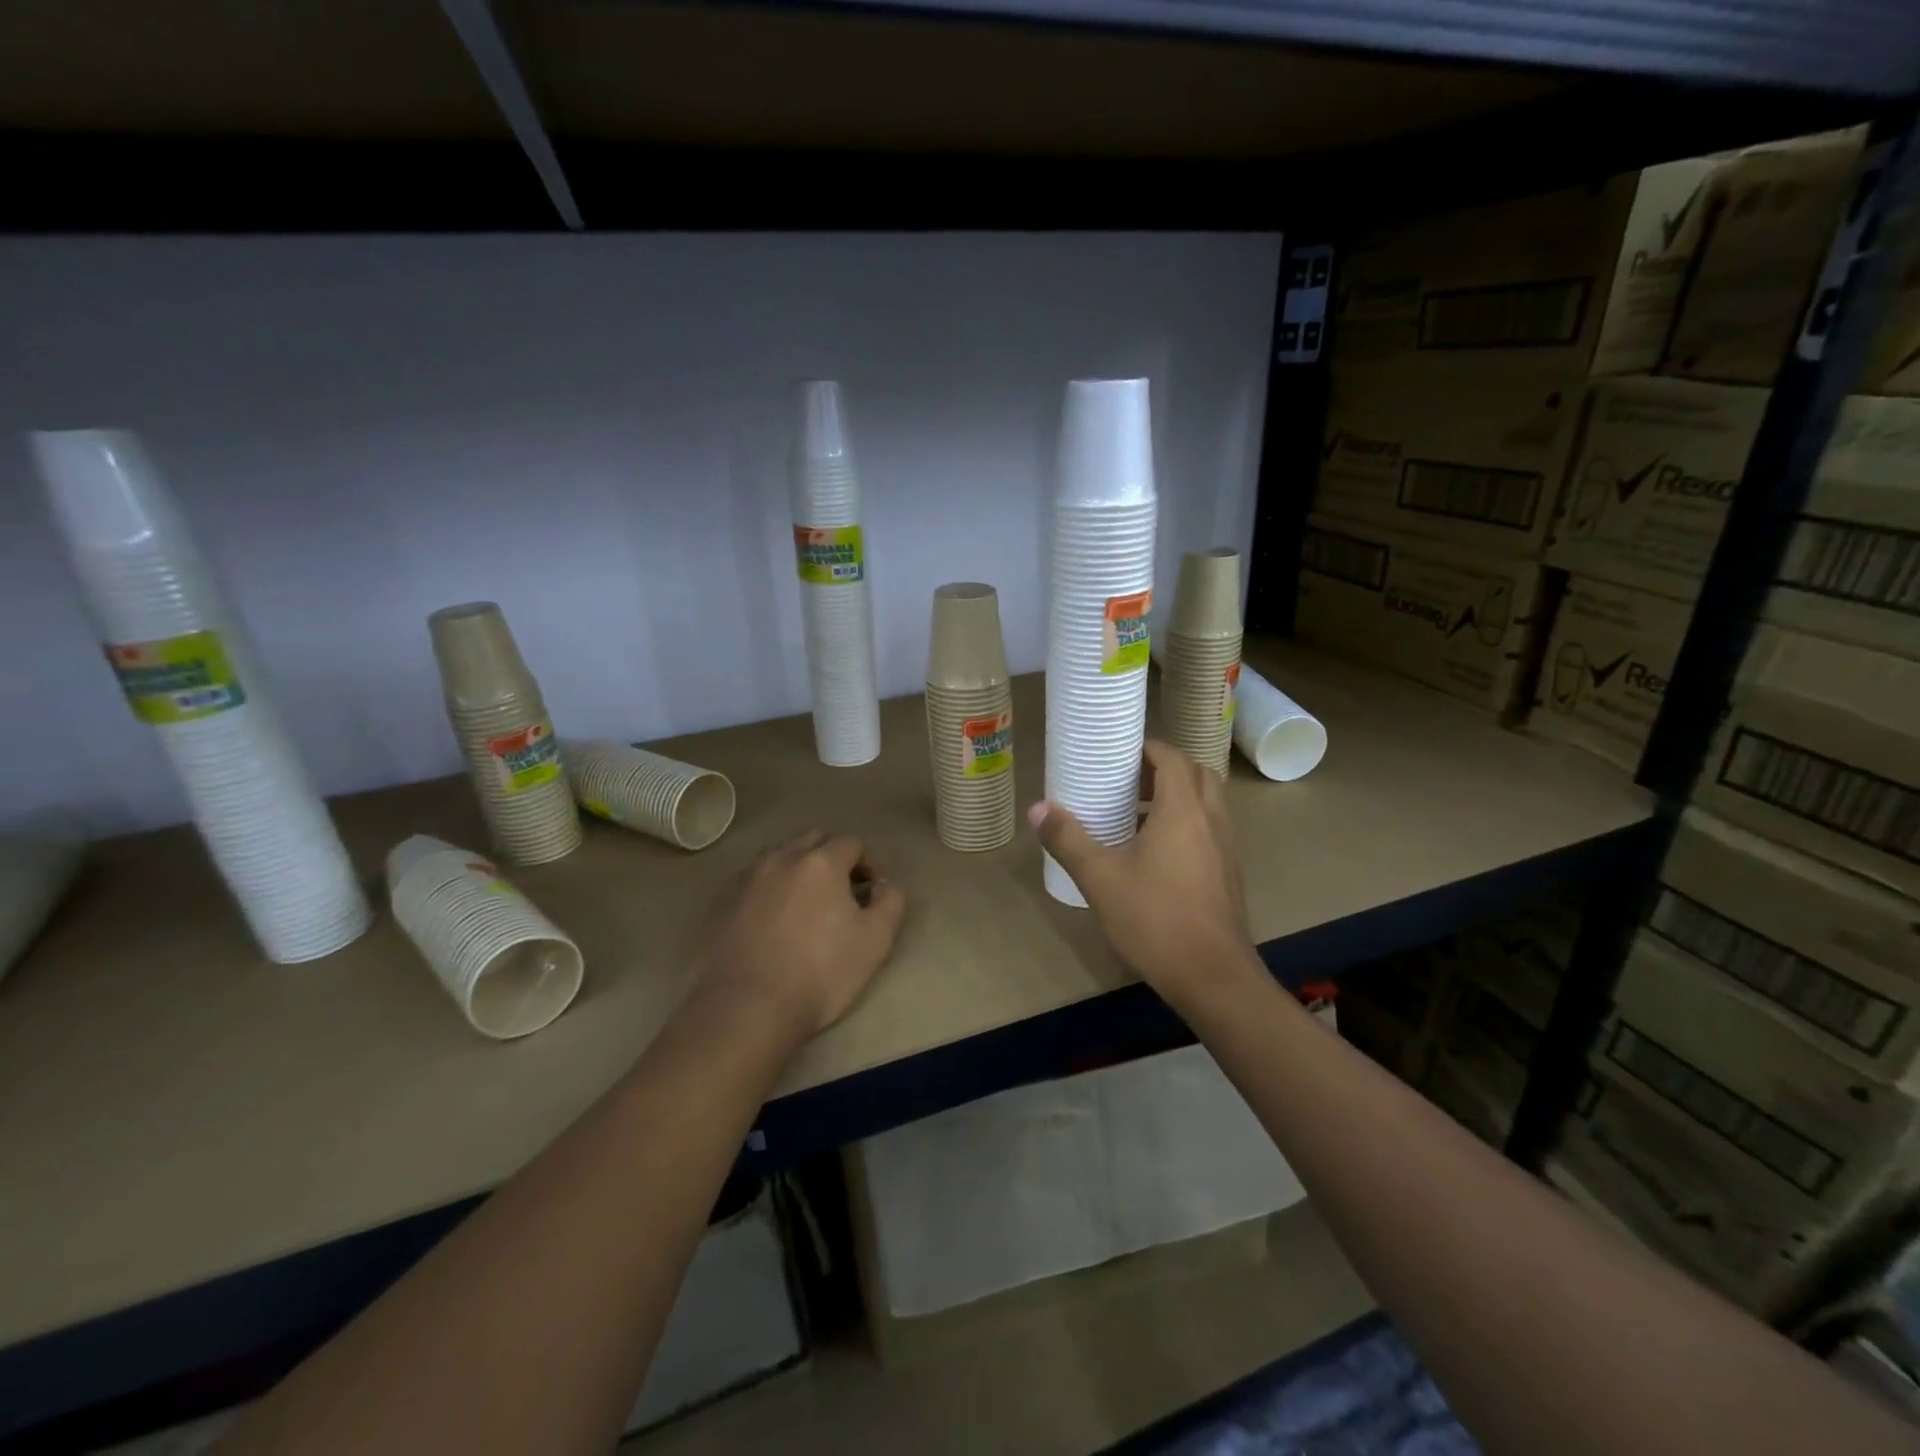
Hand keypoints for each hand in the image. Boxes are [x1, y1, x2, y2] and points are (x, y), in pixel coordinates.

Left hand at [703, 832, 906, 1035]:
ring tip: (808, 905)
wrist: (748, 1008)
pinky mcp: (724, 903)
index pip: (852, 843)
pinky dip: (772, 889)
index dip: (869, 864)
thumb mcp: (876, 941)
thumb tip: (883, 885)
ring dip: (799, 870)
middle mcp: (782, 858)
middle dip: (833, 857)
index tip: (872, 893)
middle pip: (813, 840)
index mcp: (820, 862)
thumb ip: (890, 902)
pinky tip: (776, 921)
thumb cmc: (820, 972)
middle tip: (843, 892)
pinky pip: (756, 881)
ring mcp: (748, 879)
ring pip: (781, 857)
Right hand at [1030, 740, 1249, 998]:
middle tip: (1129, 779)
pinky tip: (1156, 854)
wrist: (1213, 977)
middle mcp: (1211, 820)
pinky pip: (1210, 830)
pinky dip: (1188, 823)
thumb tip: (1038, 808)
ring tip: (1137, 813)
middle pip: (1197, 774)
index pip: (1173, 758)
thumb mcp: (1100, 879)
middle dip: (1165, 768)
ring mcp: (1226, 848)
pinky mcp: (1229, 874)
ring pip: (1208, 803)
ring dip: (1178, 796)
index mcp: (1183, 811)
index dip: (1148, 748)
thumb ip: (1068, 840)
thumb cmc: (1155, 919)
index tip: (1120, 751)